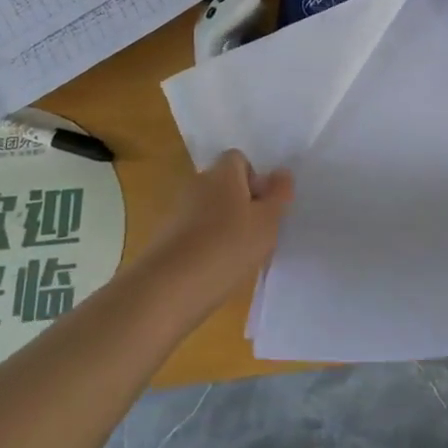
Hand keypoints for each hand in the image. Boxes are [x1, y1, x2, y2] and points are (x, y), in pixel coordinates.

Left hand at [144, 150, 292, 314]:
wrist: (168, 288)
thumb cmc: (227, 246)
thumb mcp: (267, 222)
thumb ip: (278, 195)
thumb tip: (282, 172)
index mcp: (222, 173)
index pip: (239, 159)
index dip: (255, 179)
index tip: (263, 207)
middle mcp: (197, 183)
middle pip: (224, 184)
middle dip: (241, 204)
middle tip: (257, 232)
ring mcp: (178, 210)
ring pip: (210, 209)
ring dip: (224, 226)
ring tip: (237, 255)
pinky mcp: (165, 237)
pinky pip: (195, 231)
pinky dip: (206, 244)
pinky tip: (215, 269)